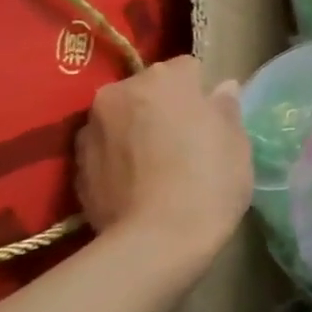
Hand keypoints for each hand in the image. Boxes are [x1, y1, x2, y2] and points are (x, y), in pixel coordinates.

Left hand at [75, 56, 251, 269]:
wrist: (155, 242)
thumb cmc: (209, 183)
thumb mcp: (237, 143)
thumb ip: (226, 109)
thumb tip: (222, 89)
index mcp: (165, 79)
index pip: (189, 68)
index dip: (203, 93)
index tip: (212, 120)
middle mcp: (120, 92)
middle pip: (150, 88)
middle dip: (165, 106)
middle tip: (185, 141)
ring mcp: (91, 128)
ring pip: (124, 117)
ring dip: (138, 129)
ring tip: (158, 165)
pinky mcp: (75, 164)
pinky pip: (106, 147)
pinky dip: (119, 157)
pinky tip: (138, 184)